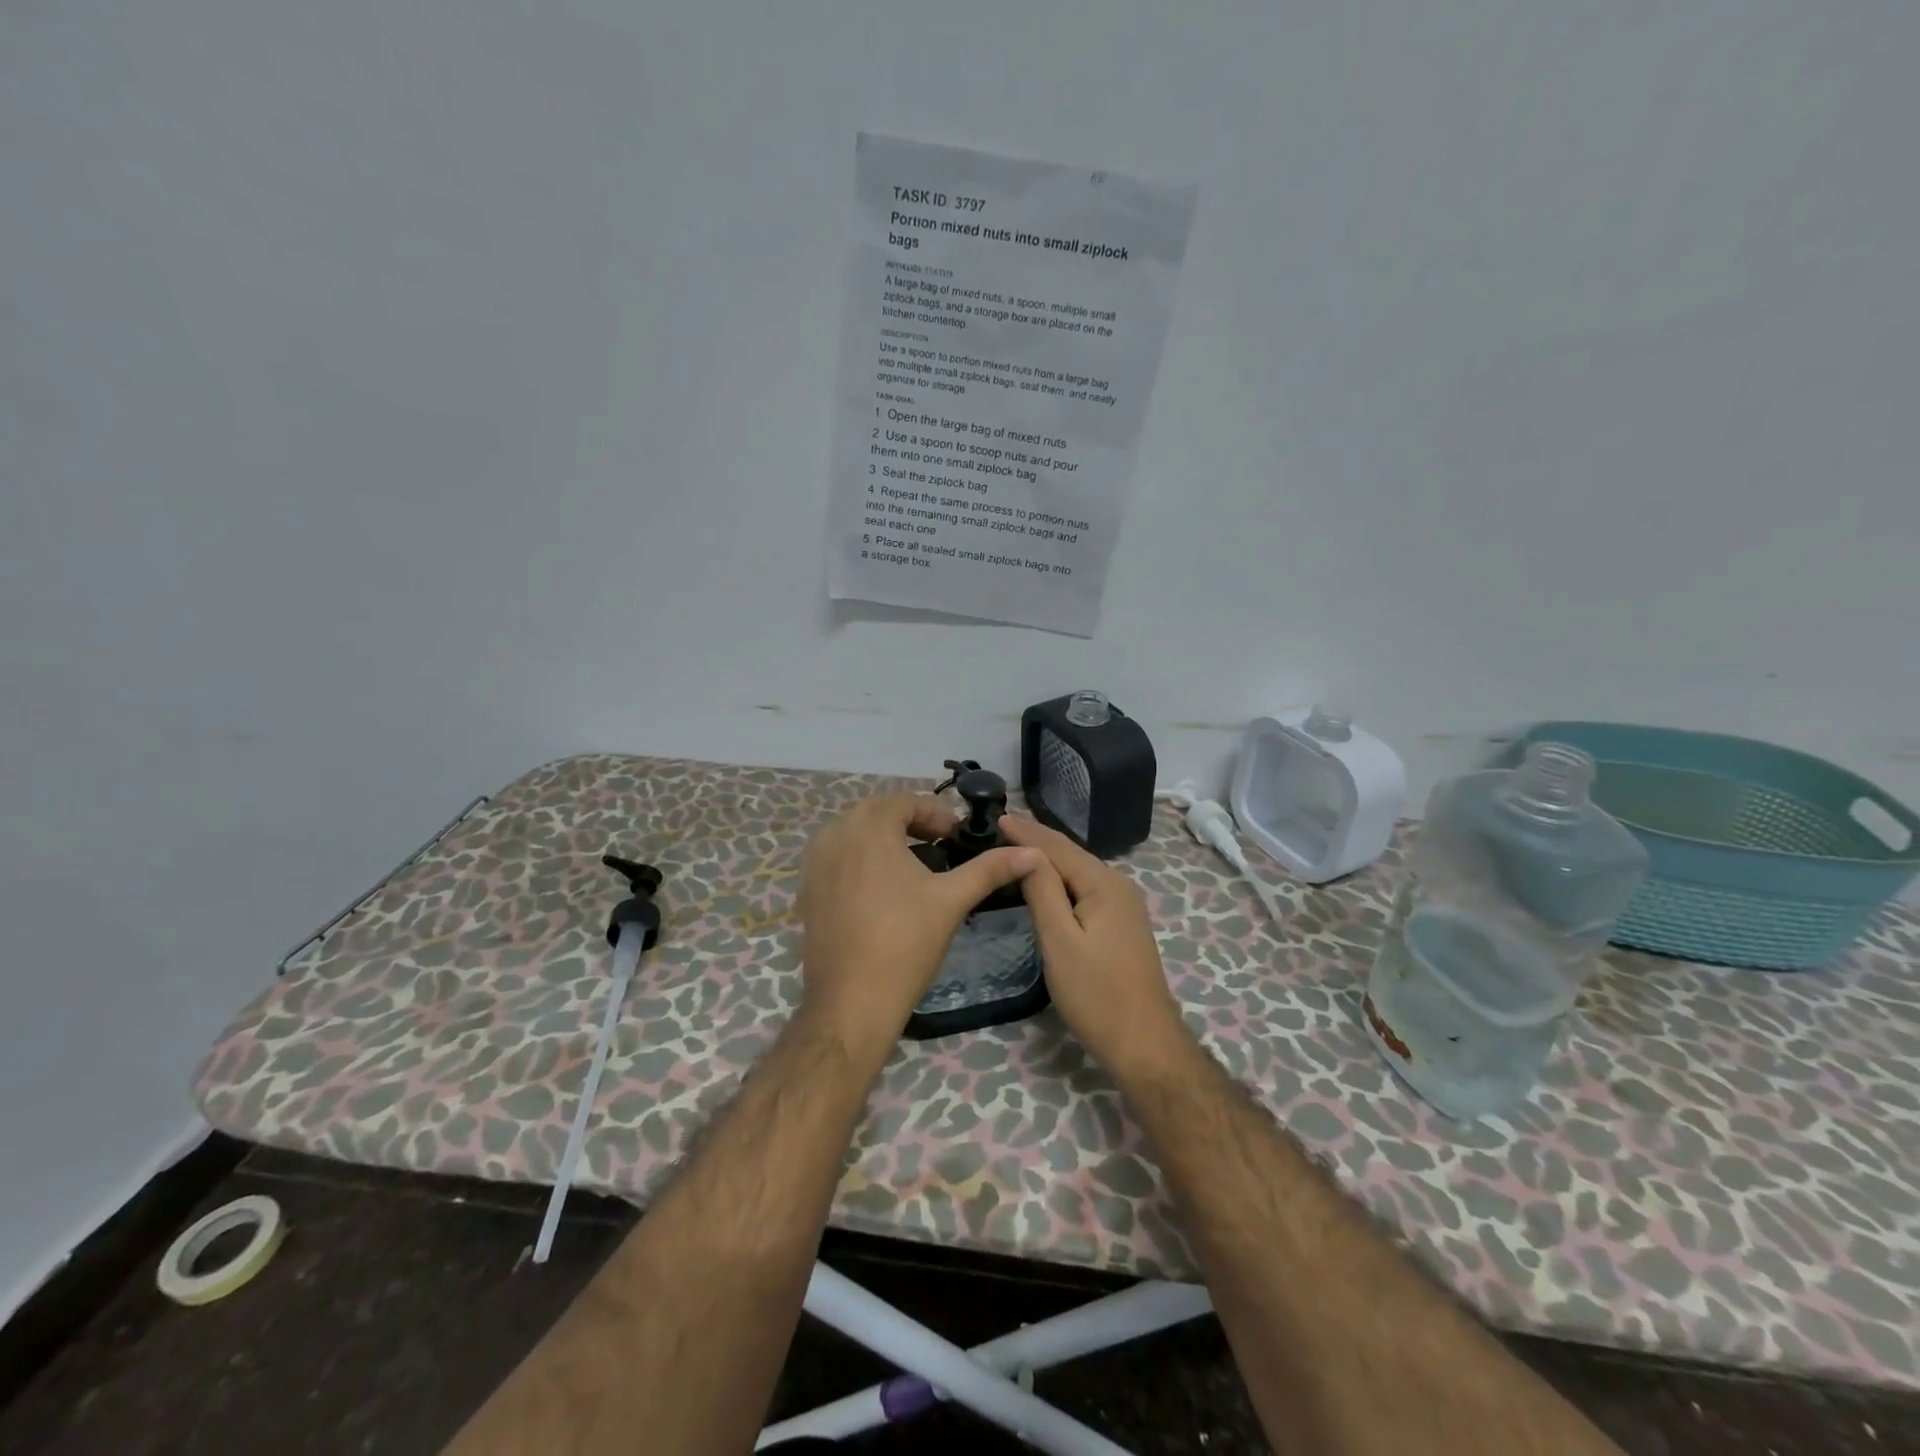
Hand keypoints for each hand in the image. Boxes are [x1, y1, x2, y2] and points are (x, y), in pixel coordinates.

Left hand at [798, 793, 1038, 1055]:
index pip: (904, 801)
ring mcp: (815, 863)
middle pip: (876, 812)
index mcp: (869, 828)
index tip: (957, 836)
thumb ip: (990, 869)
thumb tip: (1033, 853)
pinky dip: (860, 859)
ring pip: (853, 833)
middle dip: (910, 822)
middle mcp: (835, 834)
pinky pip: (836, 857)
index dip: (935, 813)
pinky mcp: (806, 889)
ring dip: (883, 838)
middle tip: (940, 845)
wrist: (851, 1002)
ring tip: (913, 865)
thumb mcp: (952, 900)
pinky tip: (882, 890)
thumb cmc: (905, 943)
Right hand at [999, 815, 1184, 1070]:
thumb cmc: (1096, 994)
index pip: (1058, 847)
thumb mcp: (1060, 941)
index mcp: (1104, 884)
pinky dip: (1063, 879)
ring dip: (1049, 857)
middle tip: (1003, 826)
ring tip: (1018, 844)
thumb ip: (1043, 892)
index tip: (998, 817)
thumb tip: (1026, 851)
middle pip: (1072, 855)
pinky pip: (1087, 889)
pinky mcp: (1123, 924)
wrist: (1145, 1043)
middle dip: (1037, 839)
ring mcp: (1125, 906)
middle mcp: (1119, 886)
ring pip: (1080, 872)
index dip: (1027, 832)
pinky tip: (1048, 880)